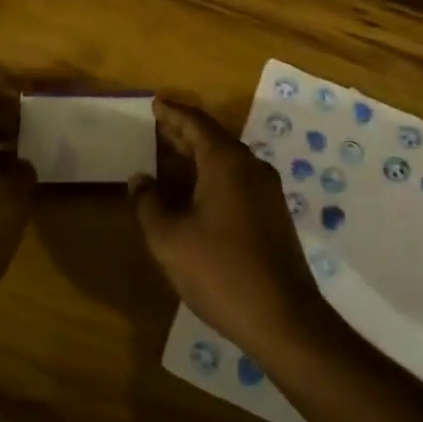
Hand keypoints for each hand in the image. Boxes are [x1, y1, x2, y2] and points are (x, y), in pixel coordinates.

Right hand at [128, 98, 328, 353]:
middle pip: (213, 138)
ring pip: (226, 161)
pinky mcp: (272, 215)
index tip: (154, 103)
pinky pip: (236, 181)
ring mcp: (266, 192)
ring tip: (168, 158)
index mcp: (226, 162)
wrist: (283, 318)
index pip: (196, 123)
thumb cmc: (220, 270)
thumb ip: (149, 203)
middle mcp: (250, 168)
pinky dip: (211, 177)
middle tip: (156, 126)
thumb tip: (139, 179)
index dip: (172, 112)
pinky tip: (193, 194)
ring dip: (197, 157)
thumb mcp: (170, 238)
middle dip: (183, 133)